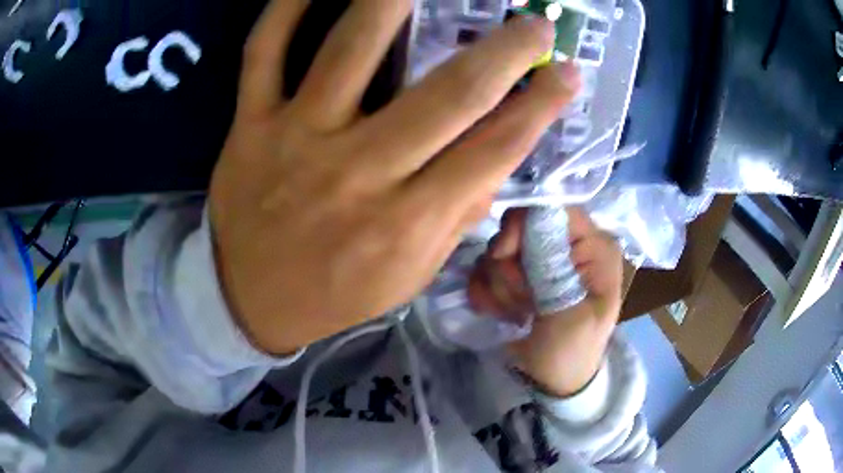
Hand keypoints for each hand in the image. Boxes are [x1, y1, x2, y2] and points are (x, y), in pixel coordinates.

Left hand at [209, 0, 580, 353]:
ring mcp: (297, 137)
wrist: (250, 299)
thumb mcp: (407, 276)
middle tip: (536, 22)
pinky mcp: (250, 124)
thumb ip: (454, 216)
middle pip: (447, 93)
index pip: (494, 150)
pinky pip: (264, 52)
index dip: (540, 106)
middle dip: (504, 51)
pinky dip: (287, 7)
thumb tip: (499, 155)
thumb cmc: (334, 293)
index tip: (567, 72)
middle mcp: (357, 171)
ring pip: (352, 48)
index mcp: (405, 222)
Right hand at [467, 208, 622, 396]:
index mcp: (593, 247)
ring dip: (501, 287)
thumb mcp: (572, 317)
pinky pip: (484, 268)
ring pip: (498, 250)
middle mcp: (566, 244)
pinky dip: (486, 293)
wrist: (552, 380)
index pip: (554, 208)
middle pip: (520, 227)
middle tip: (525, 303)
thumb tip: (528, 221)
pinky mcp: (515, 274)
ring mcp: (537, 259)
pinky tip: (502, 314)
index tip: (504, 254)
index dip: (524, 225)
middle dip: (512, 268)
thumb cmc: (573, 351)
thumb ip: (554, 270)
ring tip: (519, 314)